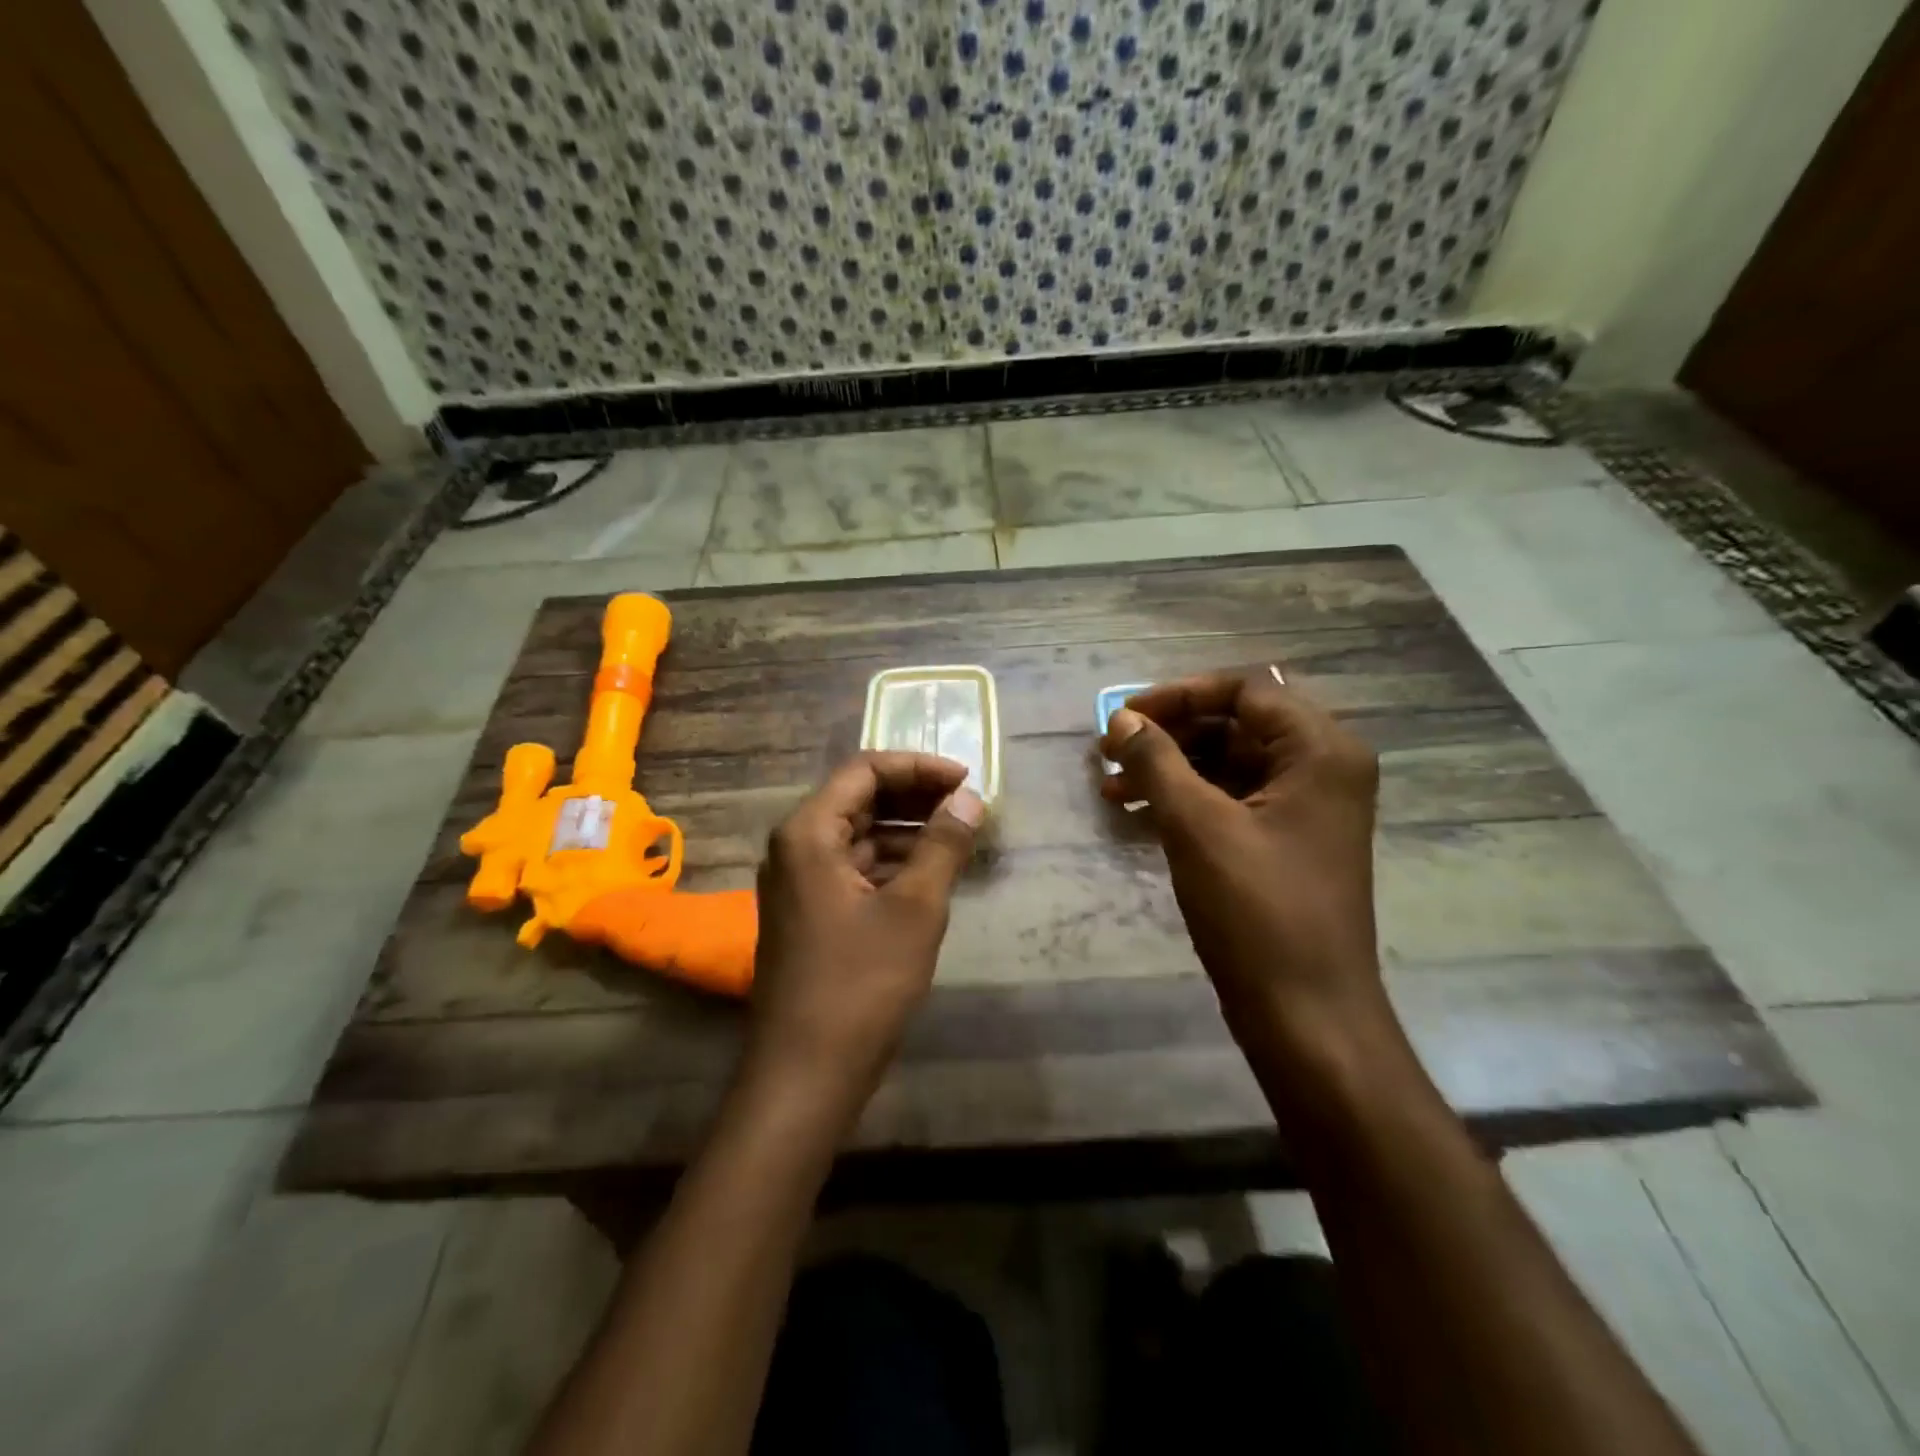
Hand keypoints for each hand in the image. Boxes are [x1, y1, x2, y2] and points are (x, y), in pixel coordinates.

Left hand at [743, 752, 984, 1114]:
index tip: (965, 781)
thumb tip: (969, 798)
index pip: (865, 771)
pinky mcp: (809, 913)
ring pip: (858, 835)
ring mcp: (798, 883)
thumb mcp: (915, 908)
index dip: (918, 768)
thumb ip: (943, 845)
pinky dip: (891, 863)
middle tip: (967, 806)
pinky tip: (930, 874)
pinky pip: (853, 868)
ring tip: (958, 838)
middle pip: (859, 799)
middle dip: (915, 797)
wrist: (806, 1073)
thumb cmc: (862, 983)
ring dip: (907, 831)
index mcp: (808, 832)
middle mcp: (795, 847)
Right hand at [1100, 668, 1390, 1067]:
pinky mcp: (1287, 841)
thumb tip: (1121, 720)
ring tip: (1111, 786)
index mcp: (1320, 751)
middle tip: (1110, 750)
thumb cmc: (1257, 911)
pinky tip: (1138, 812)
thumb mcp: (1197, 826)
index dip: (1178, 695)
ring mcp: (1306, 808)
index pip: (1245, 690)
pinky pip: (1232, 799)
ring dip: (1171, 768)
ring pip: (1229, 763)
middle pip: (1236, 724)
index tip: (1124, 716)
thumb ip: (1156, 761)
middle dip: (1169, 733)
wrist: (1306, 1014)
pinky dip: (1187, 799)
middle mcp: (1323, 768)